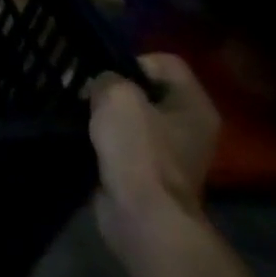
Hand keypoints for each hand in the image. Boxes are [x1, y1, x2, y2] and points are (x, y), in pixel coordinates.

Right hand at [87, 53, 219, 268]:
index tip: (107, 76)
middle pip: (147, 89)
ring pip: (132, 116)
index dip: (132, 61)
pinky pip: (124, 141)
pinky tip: (85, 137)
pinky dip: (105, 138)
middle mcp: (189, 127)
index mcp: (194, 106)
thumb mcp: (117, 95)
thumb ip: (107, 77)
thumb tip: (101, 85)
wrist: (143, 216)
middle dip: (114, 88)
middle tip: (86, 92)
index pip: (165, 62)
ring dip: (106, 113)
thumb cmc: (139, 150)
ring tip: (81, 113)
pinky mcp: (148, 171)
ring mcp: (171, 152)